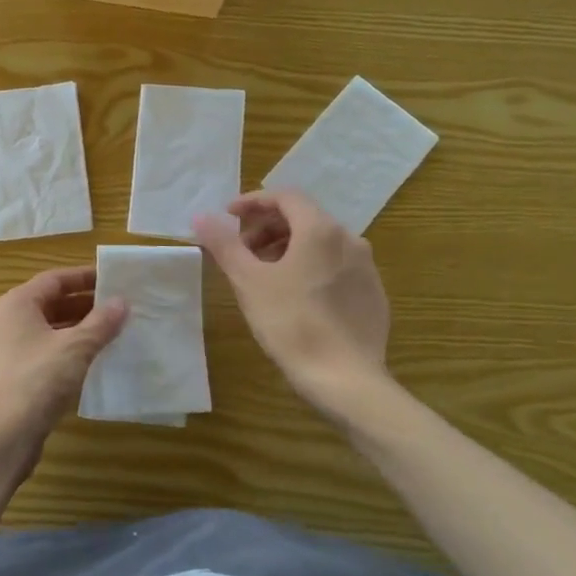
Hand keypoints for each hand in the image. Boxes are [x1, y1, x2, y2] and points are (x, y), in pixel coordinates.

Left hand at [0, 267, 126, 482]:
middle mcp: (9, 321)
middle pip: (51, 303)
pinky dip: (70, 351)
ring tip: (114, 332)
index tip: (114, 279)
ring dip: (80, 329)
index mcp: (17, 304)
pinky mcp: (14, 376)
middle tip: (120, 307)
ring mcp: (8, 350)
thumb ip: (101, 323)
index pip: (55, 279)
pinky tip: (94, 361)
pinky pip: (46, 353)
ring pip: (50, 330)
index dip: (84, 277)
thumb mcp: (75, 348)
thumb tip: (122, 302)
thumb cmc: (36, 381)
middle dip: (86, 304)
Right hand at [193, 189, 393, 417]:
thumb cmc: (291, 323)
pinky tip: (296, 297)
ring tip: (265, 274)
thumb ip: (224, 244)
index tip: (228, 216)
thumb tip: (201, 216)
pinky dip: (311, 267)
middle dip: (268, 227)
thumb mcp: (249, 282)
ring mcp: (366, 267)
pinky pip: (337, 266)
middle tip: (242, 250)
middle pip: (304, 218)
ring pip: (322, 243)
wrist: (345, 379)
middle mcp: (350, 239)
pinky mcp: (374, 294)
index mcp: (320, 230)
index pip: (286, 196)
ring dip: (289, 247)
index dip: (253, 201)